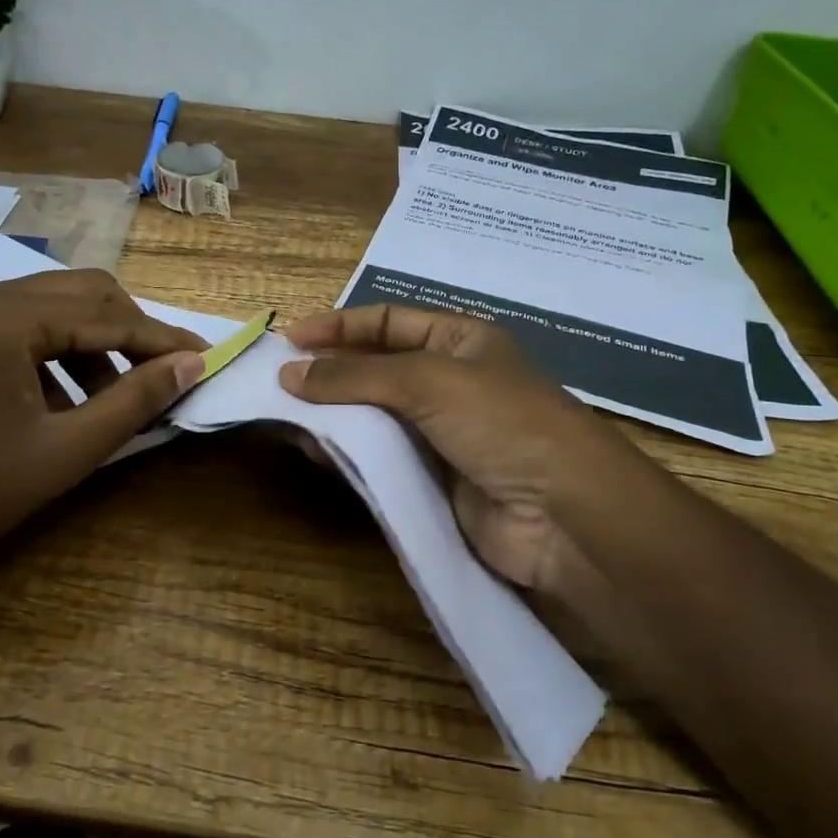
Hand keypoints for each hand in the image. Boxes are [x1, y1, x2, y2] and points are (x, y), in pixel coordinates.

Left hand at [0, 272, 205, 580]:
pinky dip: (57, 358)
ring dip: (95, 346)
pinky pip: (21, 332)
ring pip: (52, 311)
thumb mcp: (64, 452)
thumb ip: (135, 401)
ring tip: (117, 401)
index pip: (106, 314)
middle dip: (130, 333)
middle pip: (81, 295)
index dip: (161, 339)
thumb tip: (192, 363)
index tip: (206, 357)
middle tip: (165, 375)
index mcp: (4, 315)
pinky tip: (67, 406)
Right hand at [277, 305, 644, 599]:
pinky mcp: (431, 479)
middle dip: (327, 373)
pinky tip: (314, 451)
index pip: (387, 321)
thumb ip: (355, 376)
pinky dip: (346, 452)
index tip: (288, 341)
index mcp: (459, 340)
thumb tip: (288, 374)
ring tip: (283, 419)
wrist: (563, 516)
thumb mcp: (428, 380)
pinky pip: (379, 457)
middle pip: (375, 368)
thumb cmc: (501, 422)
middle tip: (275, 383)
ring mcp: (440, 432)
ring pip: (371, 415)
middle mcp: (448, 380)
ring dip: (330, 415)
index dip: (338, 326)